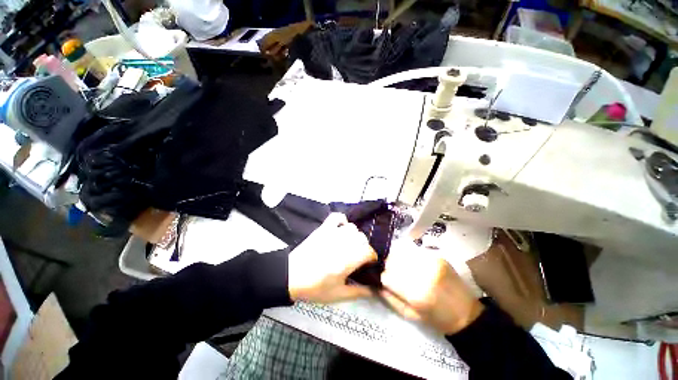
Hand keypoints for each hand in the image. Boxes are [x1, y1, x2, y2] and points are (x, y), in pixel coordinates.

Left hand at [288, 213, 376, 302]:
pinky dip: (342, 220)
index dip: (372, 257)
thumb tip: (376, 289)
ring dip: (354, 235)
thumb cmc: (315, 288)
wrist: (291, 276)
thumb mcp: (338, 295)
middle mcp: (342, 244)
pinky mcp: (323, 228)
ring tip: (349, 244)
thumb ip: (359, 292)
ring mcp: (332, 233)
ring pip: (352, 228)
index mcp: (347, 261)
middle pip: (362, 238)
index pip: (368, 251)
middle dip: (364, 247)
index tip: (368, 263)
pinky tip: (341, 228)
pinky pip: (337, 216)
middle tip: (358, 256)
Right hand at [380, 240, 483, 334]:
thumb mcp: (410, 315)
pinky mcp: (438, 256)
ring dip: (398, 259)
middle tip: (393, 273)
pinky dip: (410, 257)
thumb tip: (376, 283)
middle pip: (393, 260)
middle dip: (389, 266)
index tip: (384, 280)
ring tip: (403, 267)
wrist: (467, 314)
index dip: (383, 277)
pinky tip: (413, 264)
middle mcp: (423, 274)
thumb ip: (390, 298)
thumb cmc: (437, 319)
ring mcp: (432, 262)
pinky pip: (415, 252)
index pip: (387, 276)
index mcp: (416, 294)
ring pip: (402, 253)